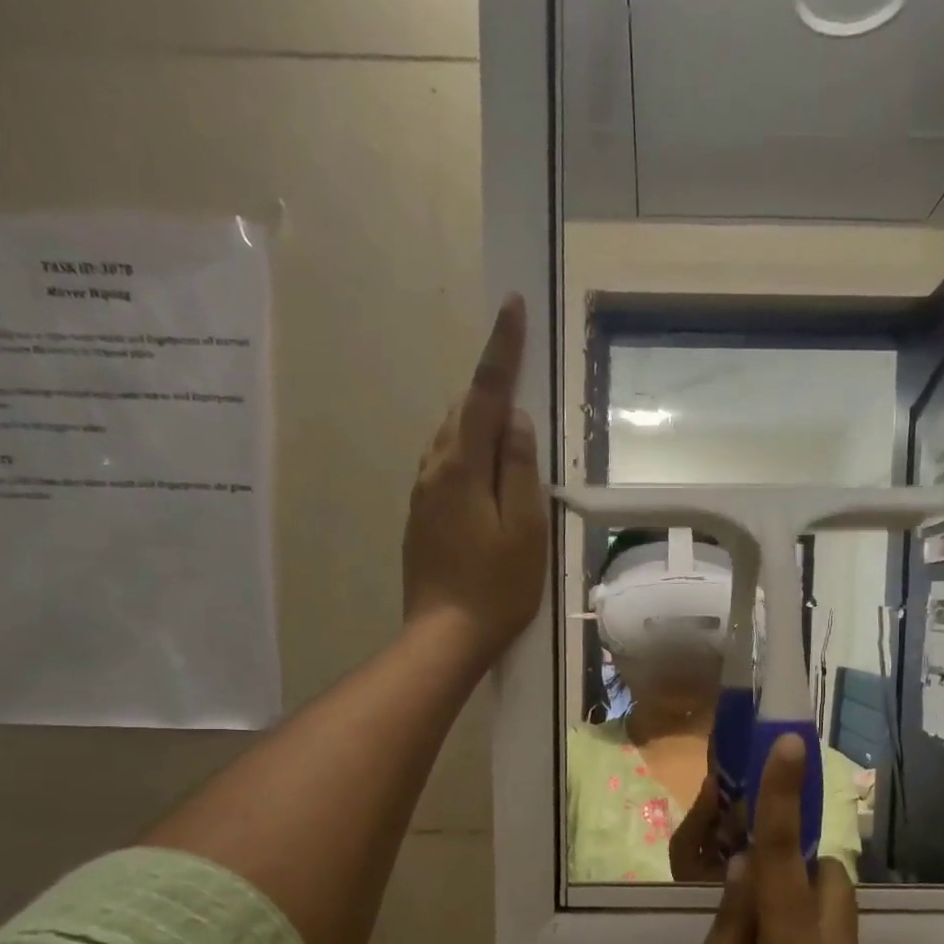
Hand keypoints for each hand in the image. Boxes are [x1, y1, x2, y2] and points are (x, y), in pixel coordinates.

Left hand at [403, 294, 547, 670]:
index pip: (485, 395)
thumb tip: (516, 422)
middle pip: (462, 412)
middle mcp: (433, 470)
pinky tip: (485, 473)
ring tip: (509, 428)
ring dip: (478, 421)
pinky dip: (467, 453)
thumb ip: (520, 471)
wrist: (444, 636)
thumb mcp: (524, 530)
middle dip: (490, 386)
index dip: (500, 350)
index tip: (512, 307)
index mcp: (461, 468)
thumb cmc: (496, 588)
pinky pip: (443, 466)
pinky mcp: (420, 517)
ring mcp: (421, 495)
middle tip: (520, 372)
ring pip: (449, 439)